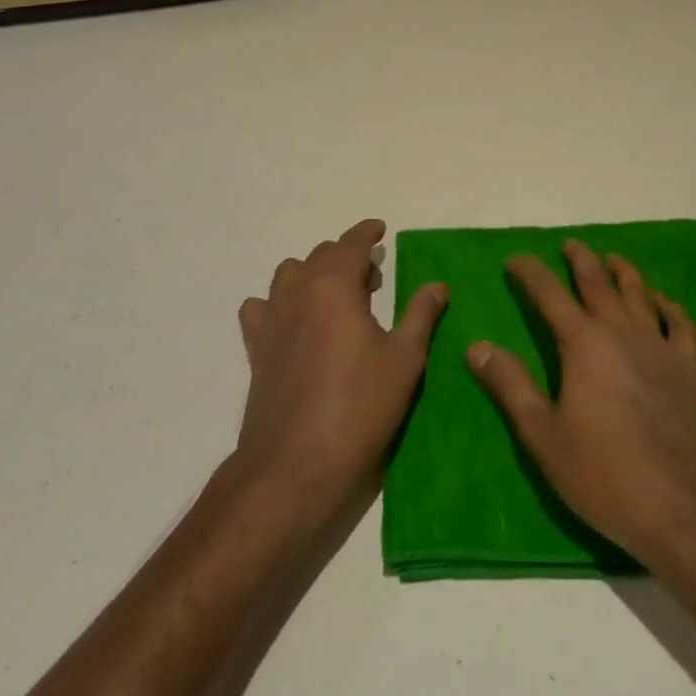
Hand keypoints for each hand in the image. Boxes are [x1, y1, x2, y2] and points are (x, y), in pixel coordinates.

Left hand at [233, 220, 448, 520]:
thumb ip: (421, 315)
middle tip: (373, 278)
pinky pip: (262, 308)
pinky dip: (279, 303)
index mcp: (334, 285)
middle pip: (321, 256)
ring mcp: (272, 319)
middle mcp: (298, 291)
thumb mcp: (404, 360)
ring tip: (337, 298)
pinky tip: (295, 324)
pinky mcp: (256, 349)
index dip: (366, 233)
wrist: (294, 466)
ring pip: (290, 275)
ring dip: (314, 274)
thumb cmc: (358, 407)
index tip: (380, 230)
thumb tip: (438, 285)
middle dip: (347, 257)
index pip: (350, 243)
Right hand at [467, 239, 695, 569]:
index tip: (515, 260)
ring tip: (612, 260)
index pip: (550, 293)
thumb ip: (510, 385)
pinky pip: (680, 324)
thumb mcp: (542, 435)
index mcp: (583, 342)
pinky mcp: (688, 369)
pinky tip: (663, 303)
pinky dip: (670, 306)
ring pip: (639, 293)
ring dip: (623, 272)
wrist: (684, 508)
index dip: (530, 273)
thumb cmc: (605, 474)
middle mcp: (621, 331)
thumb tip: (477, 346)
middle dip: (580, 259)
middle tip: (569, 245)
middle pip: (598, 282)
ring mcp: (659, 347)